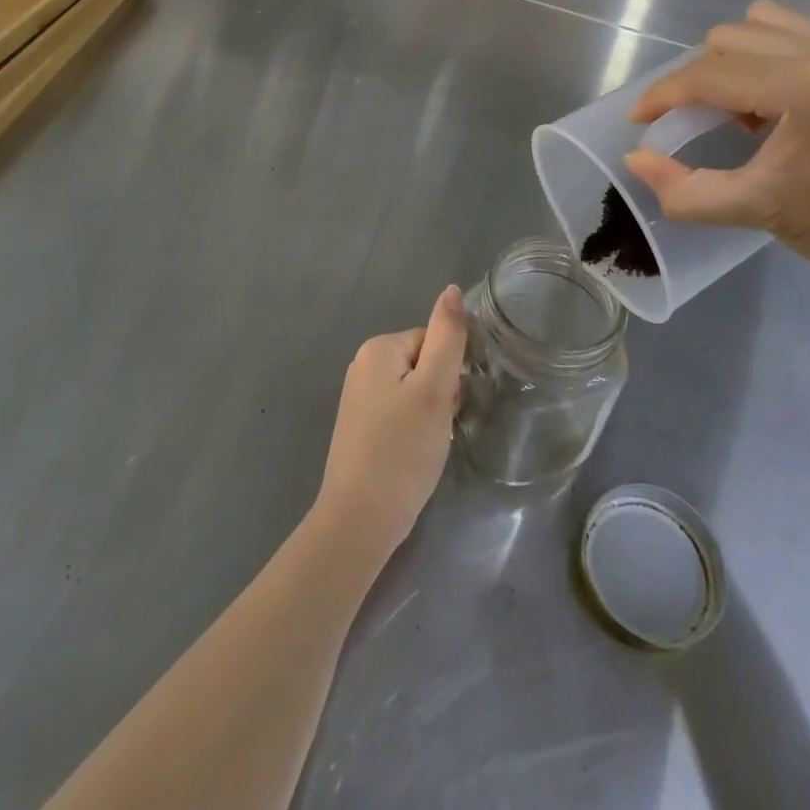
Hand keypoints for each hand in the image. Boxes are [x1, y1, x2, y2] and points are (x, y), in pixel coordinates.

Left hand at [312, 286, 466, 567]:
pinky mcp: (360, 427)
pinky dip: (413, 431)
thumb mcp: (434, 389)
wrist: (359, 520)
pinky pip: (399, 413)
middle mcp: (363, 365)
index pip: (434, 341)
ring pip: (414, 391)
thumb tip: (451, 289)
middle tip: (437, 429)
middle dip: (439, 394)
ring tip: (426, 446)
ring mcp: (358, 397)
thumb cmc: (402, 450)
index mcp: (379, 348)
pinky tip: (413, 455)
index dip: (449, 373)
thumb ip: (447, 337)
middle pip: (423, 364)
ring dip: (429, 414)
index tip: (447, 406)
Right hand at [623, 1, 809, 294]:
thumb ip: (688, 191)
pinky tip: (784, 99)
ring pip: (764, 21)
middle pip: (728, 37)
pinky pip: (802, 28)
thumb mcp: (762, 212)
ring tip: (745, 107)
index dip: (662, 95)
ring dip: (737, 57)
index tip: (638, 120)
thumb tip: (636, 160)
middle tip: (700, 123)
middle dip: (699, 77)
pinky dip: (775, 52)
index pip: (707, 74)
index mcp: (801, 85)